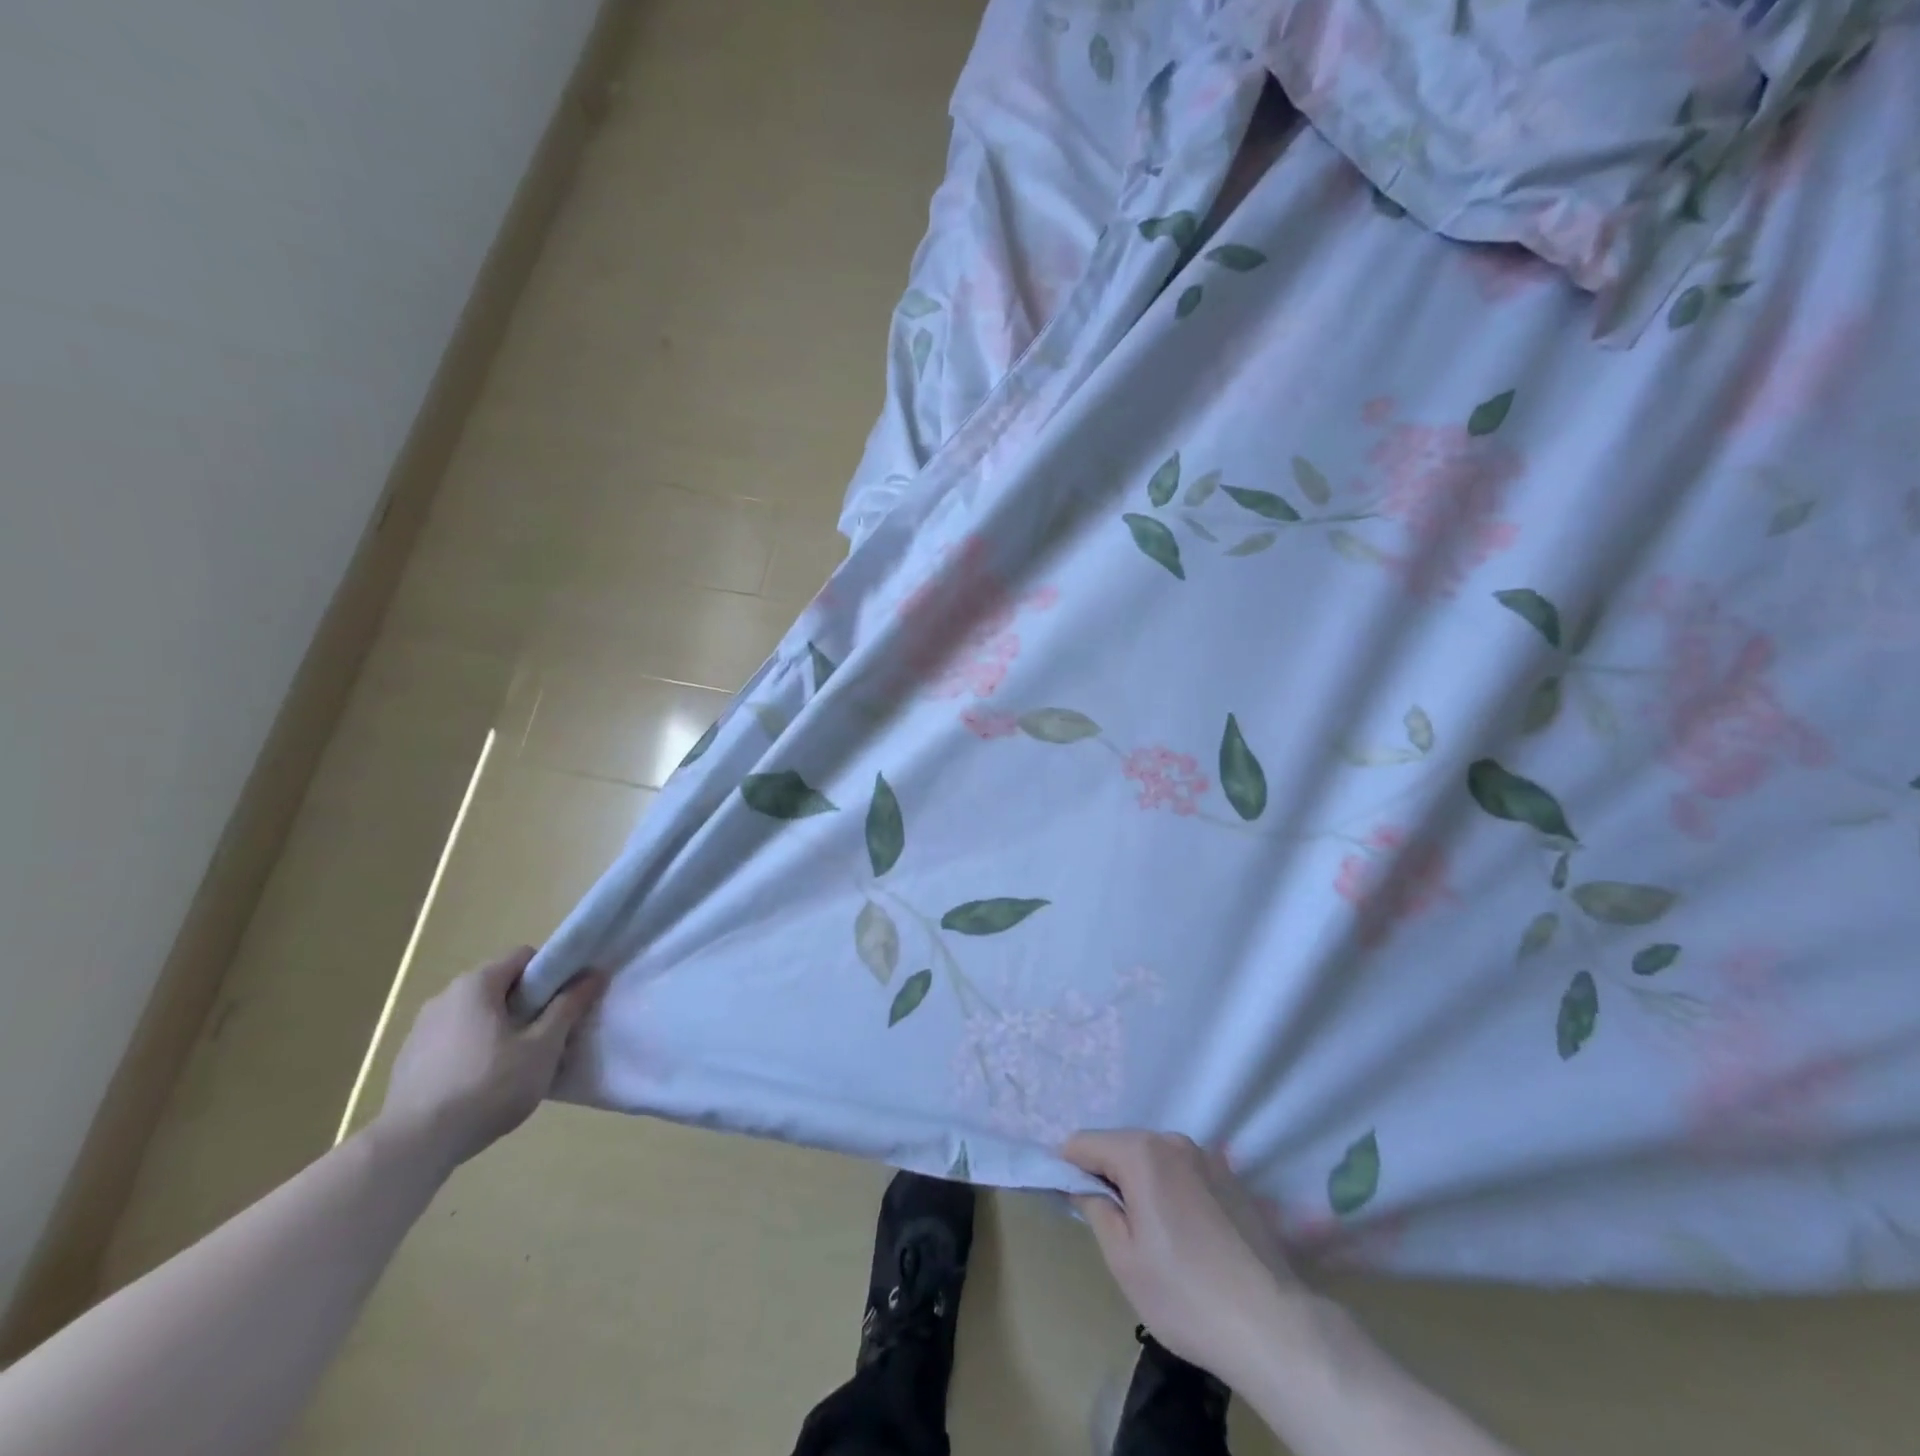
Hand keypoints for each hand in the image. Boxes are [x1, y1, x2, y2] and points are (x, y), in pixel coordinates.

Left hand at [374, 947, 606, 1169]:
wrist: (414, 1146)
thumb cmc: (488, 1086)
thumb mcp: (543, 1047)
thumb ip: (569, 1006)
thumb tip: (594, 973)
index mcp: (476, 984)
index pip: (524, 957)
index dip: (551, 973)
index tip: (566, 1002)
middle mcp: (444, 997)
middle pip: (500, 986)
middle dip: (528, 1005)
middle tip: (548, 1036)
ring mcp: (421, 1030)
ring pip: (476, 1016)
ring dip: (501, 1029)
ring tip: (517, 1065)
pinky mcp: (408, 1061)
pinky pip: (454, 1041)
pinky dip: (474, 1052)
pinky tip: (482, 1085)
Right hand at [1064, 1130, 1300, 1384]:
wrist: (1272, 1325)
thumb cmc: (1184, 1294)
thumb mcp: (1122, 1258)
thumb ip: (1095, 1207)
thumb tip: (1082, 1183)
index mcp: (1141, 1153)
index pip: (1084, 1143)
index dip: (1068, 1168)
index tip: (1069, 1200)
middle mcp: (1173, 1140)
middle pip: (1121, 1145)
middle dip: (1107, 1175)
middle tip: (1111, 1226)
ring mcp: (1208, 1157)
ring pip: (1154, 1158)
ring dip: (1141, 1183)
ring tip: (1151, 1234)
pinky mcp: (1232, 1178)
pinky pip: (1184, 1172)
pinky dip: (1172, 1190)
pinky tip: (1186, 1235)